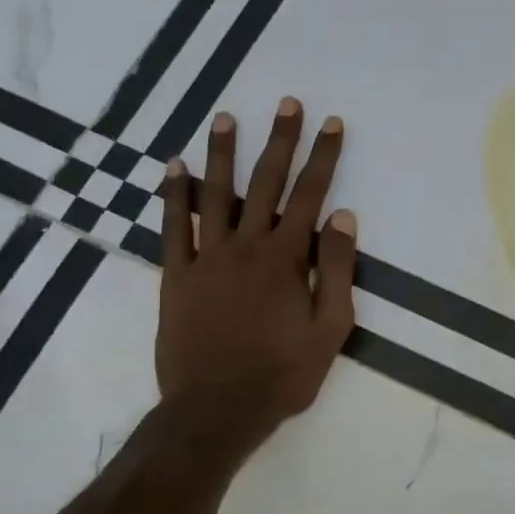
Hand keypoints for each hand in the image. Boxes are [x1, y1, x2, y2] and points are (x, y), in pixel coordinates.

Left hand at [154, 98, 356, 466]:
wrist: (216, 409)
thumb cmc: (283, 373)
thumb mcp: (331, 328)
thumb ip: (336, 269)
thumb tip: (341, 216)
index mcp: (286, 258)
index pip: (310, 195)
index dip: (323, 157)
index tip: (331, 124)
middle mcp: (245, 246)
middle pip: (266, 182)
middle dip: (280, 140)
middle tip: (288, 104)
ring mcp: (206, 259)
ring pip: (215, 194)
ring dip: (222, 154)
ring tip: (226, 117)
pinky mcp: (176, 277)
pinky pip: (173, 227)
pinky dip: (173, 195)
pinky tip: (173, 167)